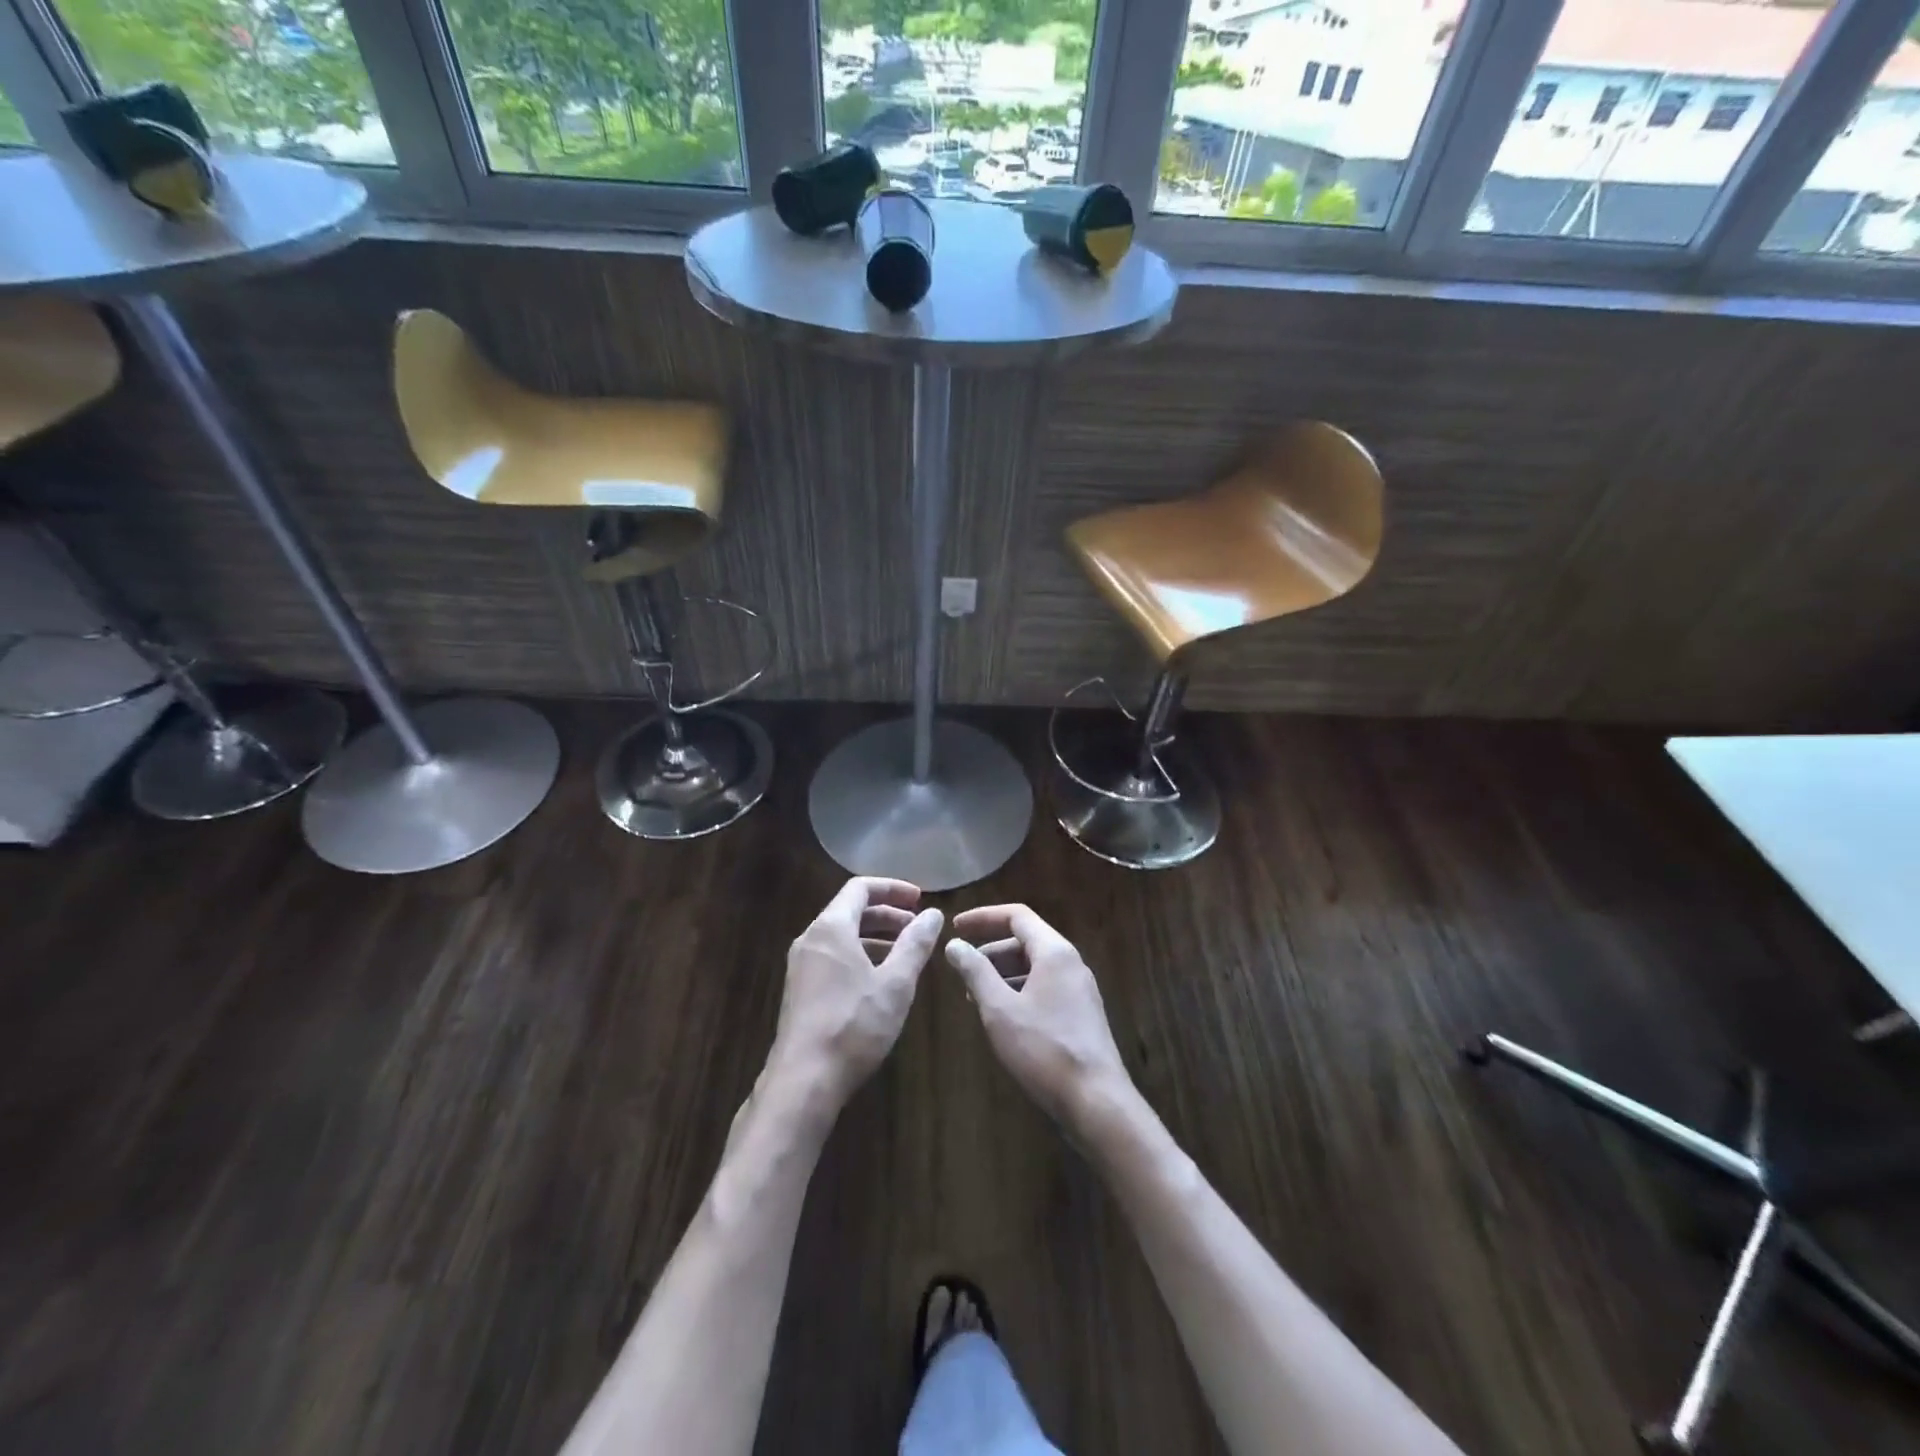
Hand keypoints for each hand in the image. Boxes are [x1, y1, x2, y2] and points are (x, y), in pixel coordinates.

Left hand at [770, 878, 943, 1108]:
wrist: (803, 1081)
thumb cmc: (853, 1025)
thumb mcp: (895, 983)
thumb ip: (915, 944)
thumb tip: (933, 914)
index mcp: (831, 928)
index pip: (860, 888)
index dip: (893, 888)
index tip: (920, 899)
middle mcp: (811, 939)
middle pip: (850, 910)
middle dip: (887, 914)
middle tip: (918, 927)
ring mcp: (801, 966)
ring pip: (842, 936)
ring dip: (875, 936)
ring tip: (905, 953)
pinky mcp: (800, 990)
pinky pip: (833, 957)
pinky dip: (859, 956)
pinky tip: (880, 980)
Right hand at [945, 904, 1133, 1127]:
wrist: (1096, 1101)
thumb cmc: (1044, 1049)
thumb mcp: (1000, 1009)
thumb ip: (976, 972)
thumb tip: (955, 945)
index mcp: (1054, 952)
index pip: (1017, 916)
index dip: (983, 917)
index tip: (955, 927)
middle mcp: (1071, 963)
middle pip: (1026, 941)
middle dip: (990, 951)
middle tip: (961, 971)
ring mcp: (1079, 989)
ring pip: (1034, 967)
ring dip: (1003, 974)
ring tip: (975, 997)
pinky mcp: (1081, 1013)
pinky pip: (1045, 987)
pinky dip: (1019, 991)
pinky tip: (1002, 1017)